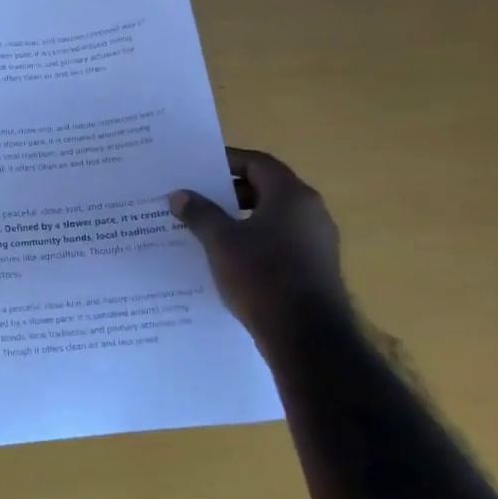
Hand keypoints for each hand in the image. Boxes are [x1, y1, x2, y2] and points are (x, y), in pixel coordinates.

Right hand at [170, 148, 346, 339]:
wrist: (307, 337)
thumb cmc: (262, 276)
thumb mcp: (220, 241)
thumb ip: (199, 213)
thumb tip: (180, 194)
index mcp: (292, 195)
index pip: (257, 163)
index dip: (227, 161)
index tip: (198, 168)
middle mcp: (310, 212)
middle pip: (266, 188)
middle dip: (230, 191)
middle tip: (197, 197)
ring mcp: (317, 241)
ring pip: (273, 216)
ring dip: (240, 217)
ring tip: (207, 228)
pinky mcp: (315, 267)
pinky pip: (280, 241)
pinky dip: (254, 240)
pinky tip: (229, 257)